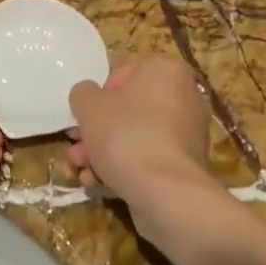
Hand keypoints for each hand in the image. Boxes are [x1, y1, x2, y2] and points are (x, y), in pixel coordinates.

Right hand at [67, 59, 215, 230]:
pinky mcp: (186, 165)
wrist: (166, 193)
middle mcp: (184, 97)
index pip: (123, 75)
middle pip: (129, 110)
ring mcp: (188, 134)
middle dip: (98, 132)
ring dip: (104, 153)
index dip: (98, 98)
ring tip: (82, 172)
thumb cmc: (126, 135)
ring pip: (136, 137)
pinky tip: (100, 185)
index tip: (85, 118)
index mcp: (166, 71)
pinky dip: (126, 169)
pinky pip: (150, 159)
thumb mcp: (89, 106)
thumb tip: (88, 97)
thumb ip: (83, 94)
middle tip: (77, 149)